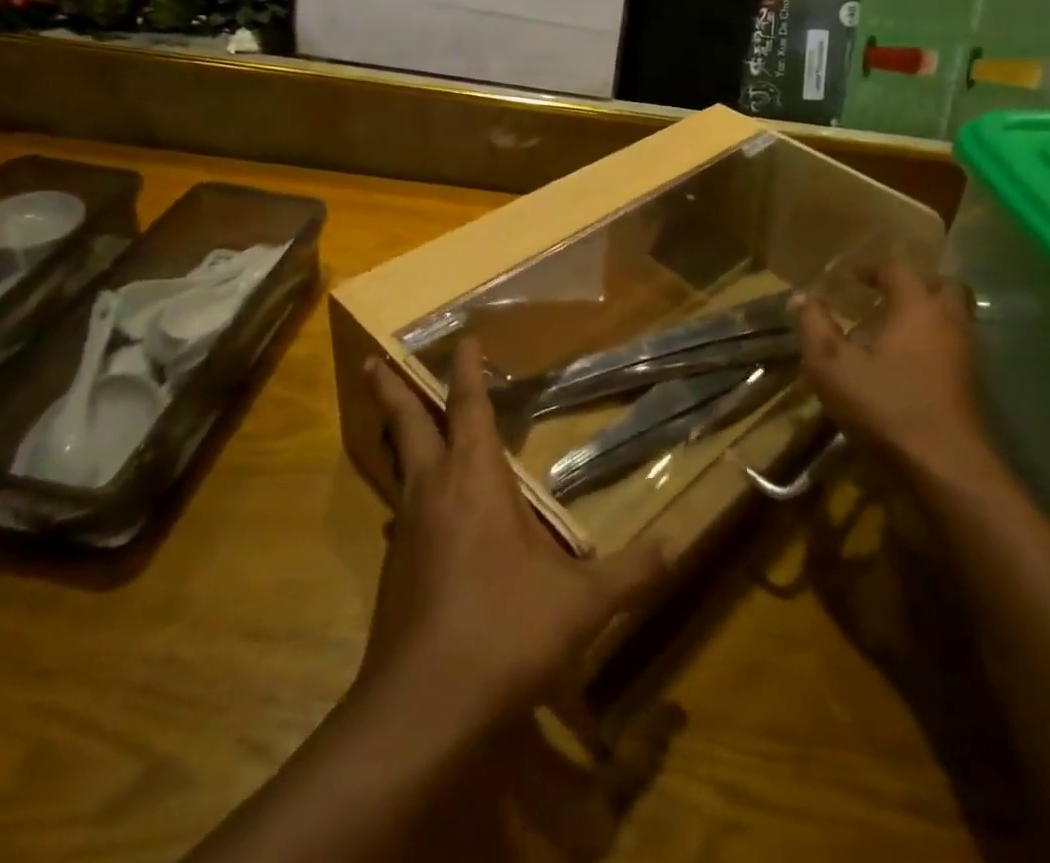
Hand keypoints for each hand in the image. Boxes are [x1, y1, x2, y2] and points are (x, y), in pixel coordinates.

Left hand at [359, 342, 671, 737]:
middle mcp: (433, 492)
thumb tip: (679, 544)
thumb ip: (631, 573)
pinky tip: (424, 517)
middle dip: (391, 391)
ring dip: (399, 440)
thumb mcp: (581, 604)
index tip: (463, 340)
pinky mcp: (395, 571)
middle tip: (371, 364)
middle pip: (408, 425)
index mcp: (475, 479)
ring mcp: (406, 531)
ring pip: (400, 469)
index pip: (468, 407)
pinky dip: (409, 494)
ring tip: (403, 428)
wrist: (424, 709)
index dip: (466, 371)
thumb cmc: (505, 630)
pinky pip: (401, 513)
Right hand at [794, 263, 991, 481]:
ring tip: (889, 326)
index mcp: (916, 308)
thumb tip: (800, 296)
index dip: (872, 268)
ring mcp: (964, 355)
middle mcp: (947, 323)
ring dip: (925, 313)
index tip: (849, 277)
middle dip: (913, 283)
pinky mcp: (968, 385)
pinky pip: (952, 345)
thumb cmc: (884, 405)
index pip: (898, 269)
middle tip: (883, 293)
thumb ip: (814, 326)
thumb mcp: (831, 365)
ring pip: (952, 317)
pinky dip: (931, 341)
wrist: (943, 467)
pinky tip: (902, 361)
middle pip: (941, 286)